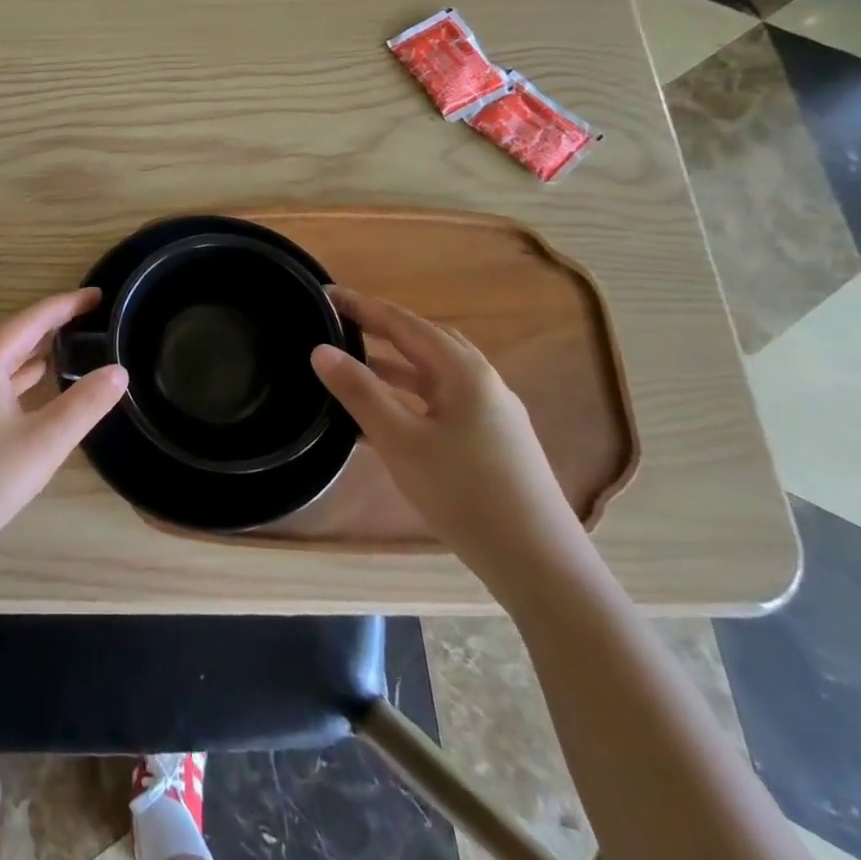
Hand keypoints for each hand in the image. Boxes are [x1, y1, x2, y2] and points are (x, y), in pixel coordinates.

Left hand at [0, 289, 127, 585]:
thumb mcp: (44, 443)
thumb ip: (84, 404)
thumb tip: (119, 371)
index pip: (32, 318)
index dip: (67, 304)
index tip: (98, 294)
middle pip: (13, 334)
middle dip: (51, 324)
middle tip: (90, 319)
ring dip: (32, 351)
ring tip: (70, 347)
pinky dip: (16, 376)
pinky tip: (33, 388)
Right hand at [311, 288, 583, 586]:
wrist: (540, 565)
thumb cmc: (465, 493)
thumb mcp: (401, 440)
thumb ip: (359, 392)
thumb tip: (320, 350)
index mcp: (463, 370)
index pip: (403, 322)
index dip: (362, 306)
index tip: (325, 295)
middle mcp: (482, 382)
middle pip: (423, 341)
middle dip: (380, 328)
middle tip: (339, 323)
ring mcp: (492, 413)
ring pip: (433, 374)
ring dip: (393, 365)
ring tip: (353, 365)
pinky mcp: (493, 442)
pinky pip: (441, 402)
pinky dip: (409, 397)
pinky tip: (385, 417)